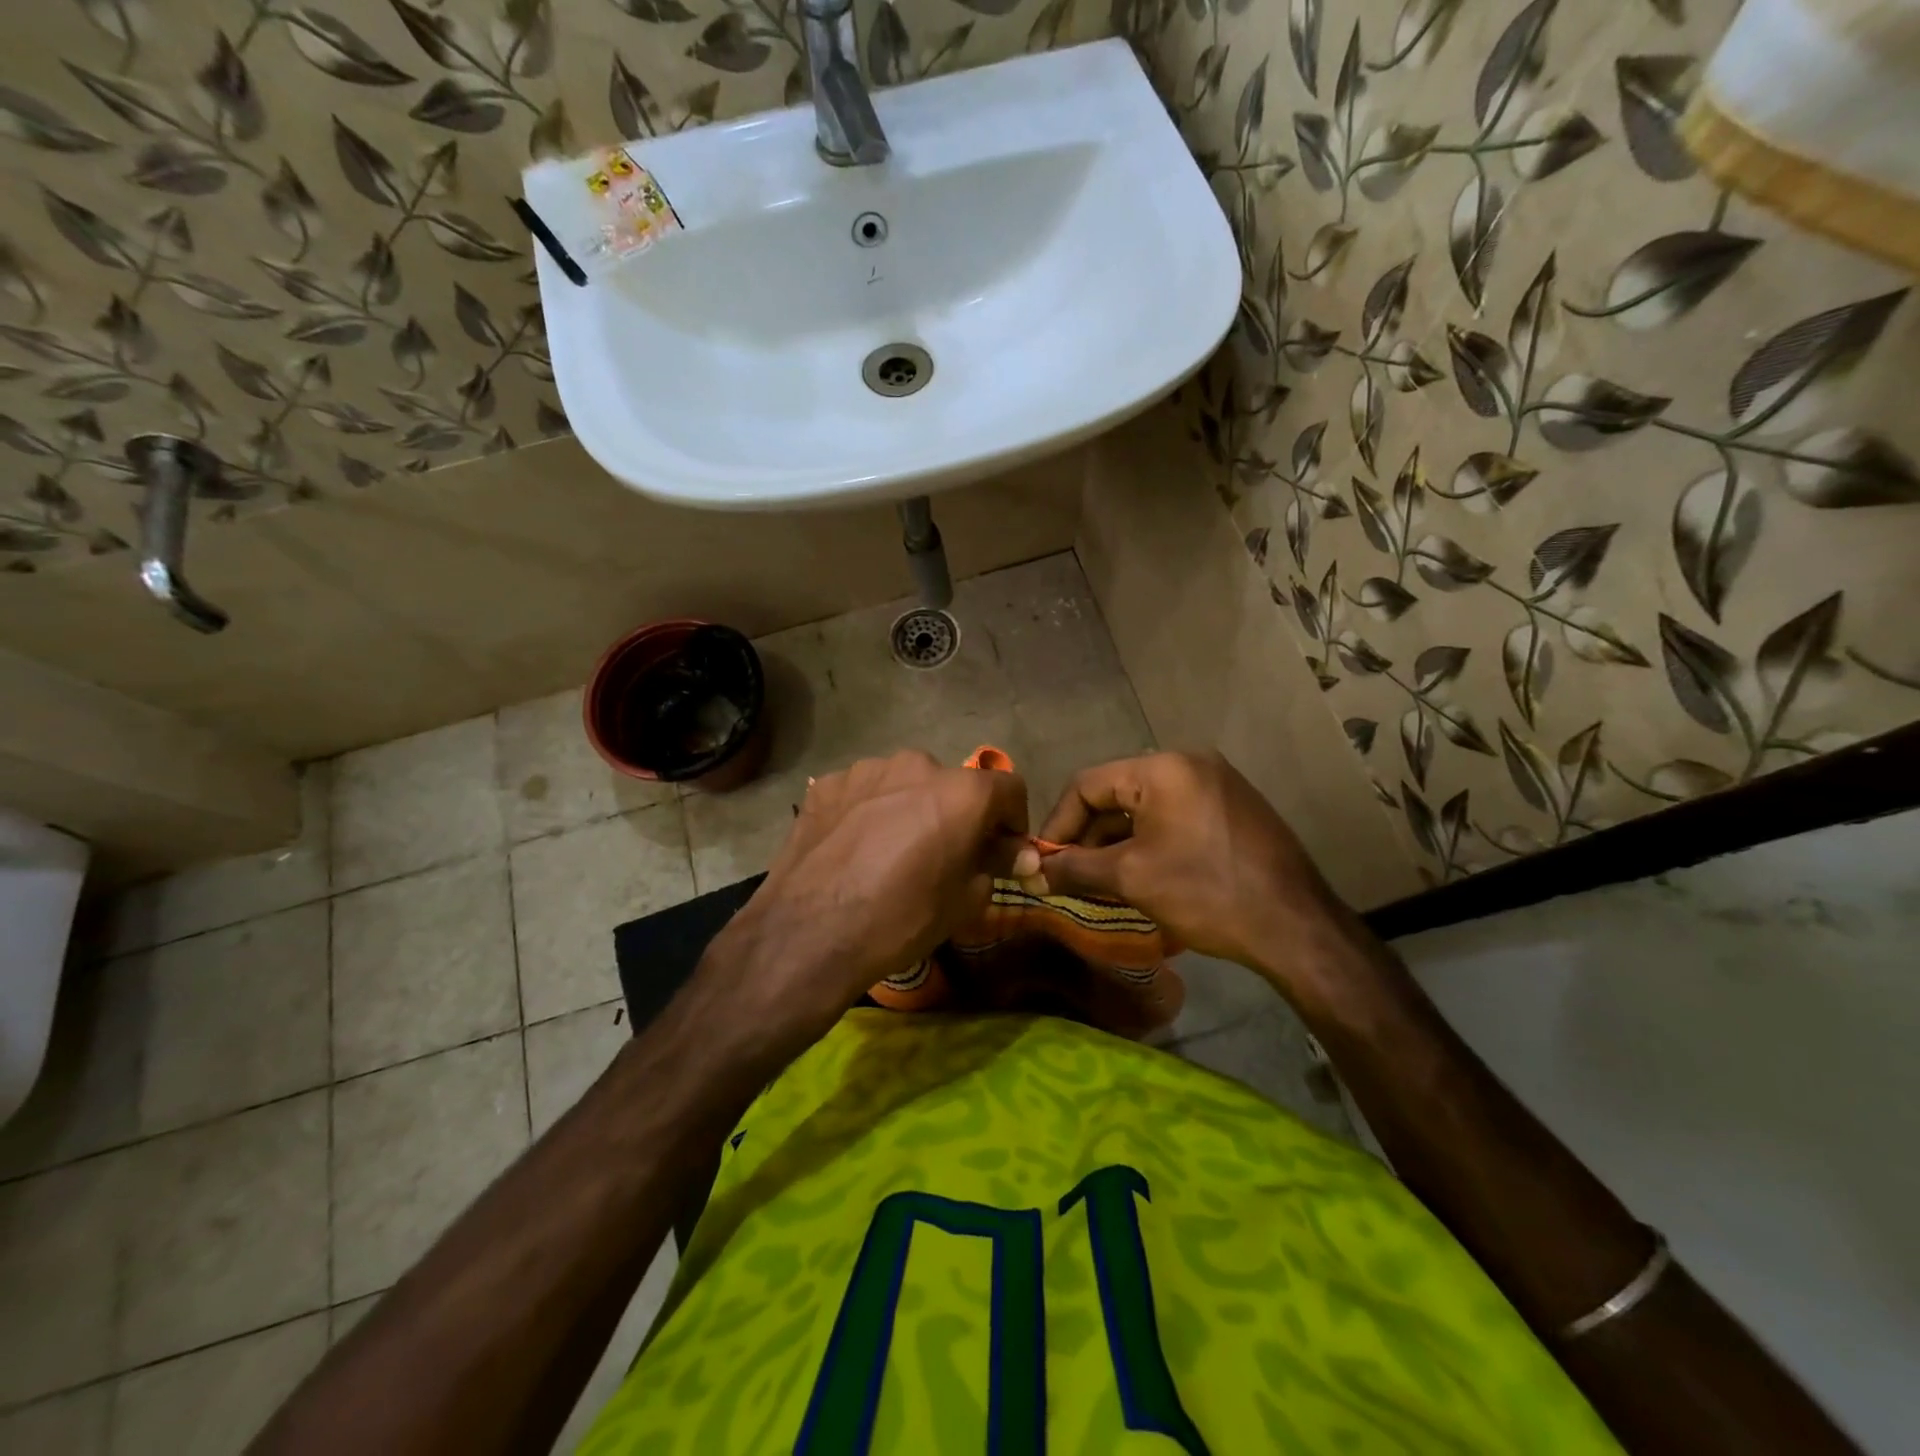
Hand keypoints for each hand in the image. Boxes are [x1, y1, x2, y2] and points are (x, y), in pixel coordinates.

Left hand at [701, 751, 1029, 1052]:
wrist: (809, 933)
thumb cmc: (901, 919)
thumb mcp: (964, 901)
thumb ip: (996, 864)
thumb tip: (1020, 854)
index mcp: (961, 791)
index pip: (1009, 789)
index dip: (1013, 821)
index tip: (1001, 851)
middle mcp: (917, 764)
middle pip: (953, 784)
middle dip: (957, 814)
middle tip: (942, 855)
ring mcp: (866, 769)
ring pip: (905, 783)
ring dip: (910, 808)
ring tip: (890, 851)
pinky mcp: (827, 783)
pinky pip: (864, 792)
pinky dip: (869, 811)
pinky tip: (854, 848)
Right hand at [1036, 751, 1359, 999]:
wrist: (1296, 927)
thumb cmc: (1206, 893)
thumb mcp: (1131, 878)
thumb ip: (1074, 868)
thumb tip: (1031, 873)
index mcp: (1162, 768)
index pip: (1087, 784)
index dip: (1058, 824)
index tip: (1042, 861)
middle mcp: (1189, 762)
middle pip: (1116, 793)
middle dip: (1087, 835)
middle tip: (1068, 874)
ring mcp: (1215, 783)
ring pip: (1144, 806)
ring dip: (1116, 841)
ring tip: (1097, 880)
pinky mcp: (1231, 808)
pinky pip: (1173, 816)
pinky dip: (1148, 841)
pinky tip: (1138, 874)